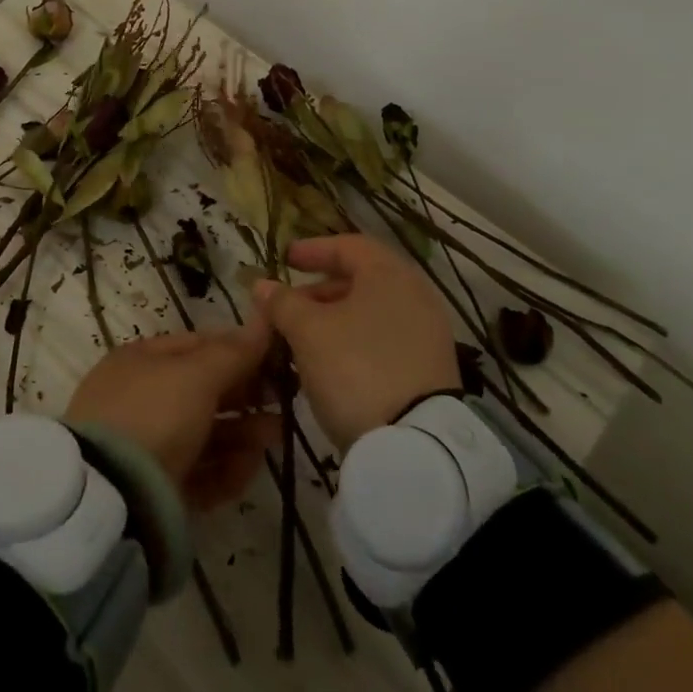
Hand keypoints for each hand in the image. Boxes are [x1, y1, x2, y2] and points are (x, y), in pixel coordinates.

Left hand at [65, 313, 280, 510]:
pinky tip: (250, 468)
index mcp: (140, 361)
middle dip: (245, 394)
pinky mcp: (156, 489)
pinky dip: (226, 469)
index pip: (196, 346)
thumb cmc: (154, 414)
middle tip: (284, 400)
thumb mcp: (196, 375)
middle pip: (202, 392)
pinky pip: (198, 472)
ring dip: (243, 433)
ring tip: (275, 436)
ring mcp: (146, 446)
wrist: (110, 496)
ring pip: (204, 434)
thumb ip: (233, 352)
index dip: (237, 349)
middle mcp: (140, 399)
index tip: (275, 358)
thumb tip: (263, 320)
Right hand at [255, 233, 460, 454]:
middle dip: (320, 290)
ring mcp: (428, 334)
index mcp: (390, 274)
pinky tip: (330, 364)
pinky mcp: (430, 369)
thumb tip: (263, 285)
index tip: (285, 260)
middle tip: (289, 306)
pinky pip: (385, 339)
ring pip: (372, 312)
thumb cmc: (355, 368)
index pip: (349, 246)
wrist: (414, 445)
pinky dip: (355, 340)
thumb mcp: (308, 331)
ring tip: (302, 338)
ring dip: (334, 319)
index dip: (314, 250)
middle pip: (362, 280)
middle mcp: (416, 296)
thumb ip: (283, 303)